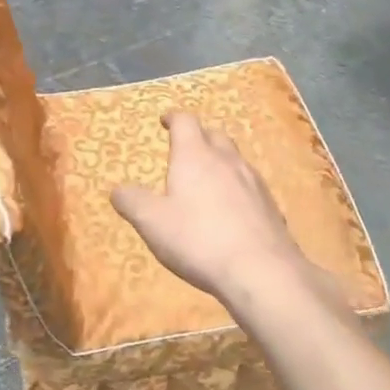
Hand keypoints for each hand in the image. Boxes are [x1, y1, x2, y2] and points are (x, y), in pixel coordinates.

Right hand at [111, 112, 307, 305]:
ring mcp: (253, 182)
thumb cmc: (198, 239)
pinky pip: (250, 186)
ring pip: (235, 159)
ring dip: (220, 161)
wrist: (261, 271)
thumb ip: (132, 201)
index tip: (165, 120)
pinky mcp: (271, 206)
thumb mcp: (151, 222)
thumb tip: (118, 190)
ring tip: (207, 178)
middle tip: (186, 148)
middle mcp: (227, 160)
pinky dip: (237, 188)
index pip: (185, 122)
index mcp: (195, 156)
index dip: (173, 118)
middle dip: (199, 136)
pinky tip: (232, 210)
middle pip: (214, 135)